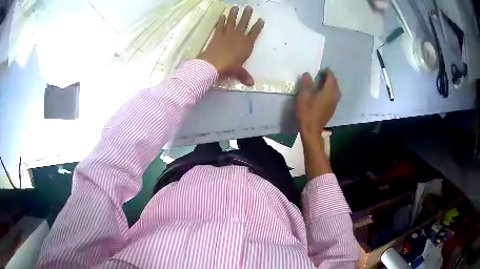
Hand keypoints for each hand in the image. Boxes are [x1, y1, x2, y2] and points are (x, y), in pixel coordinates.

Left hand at [198, 6, 263, 85]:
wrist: (213, 63)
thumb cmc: (229, 67)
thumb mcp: (238, 72)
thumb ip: (244, 75)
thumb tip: (251, 84)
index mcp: (246, 44)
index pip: (255, 33)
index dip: (258, 26)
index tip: (261, 20)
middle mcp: (239, 37)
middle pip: (244, 23)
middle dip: (247, 15)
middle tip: (249, 7)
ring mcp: (227, 34)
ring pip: (232, 22)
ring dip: (234, 14)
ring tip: (235, 7)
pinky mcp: (217, 35)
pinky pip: (220, 26)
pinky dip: (221, 21)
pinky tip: (222, 16)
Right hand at [296, 69, 340, 140]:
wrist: (311, 130)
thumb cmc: (307, 112)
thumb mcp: (303, 96)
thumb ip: (306, 83)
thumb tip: (307, 74)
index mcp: (328, 91)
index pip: (331, 78)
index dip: (328, 72)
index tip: (324, 69)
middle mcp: (334, 96)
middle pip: (335, 84)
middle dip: (331, 78)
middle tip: (323, 75)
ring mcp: (334, 104)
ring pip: (336, 91)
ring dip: (332, 85)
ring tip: (324, 83)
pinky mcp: (332, 110)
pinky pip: (334, 97)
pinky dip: (331, 92)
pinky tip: (324, 94)